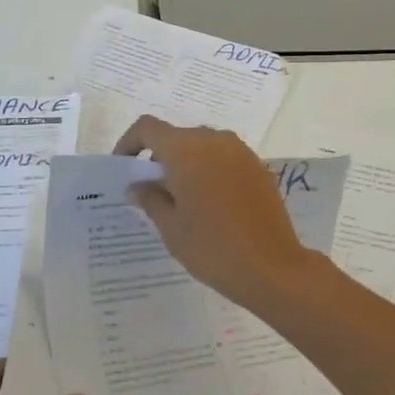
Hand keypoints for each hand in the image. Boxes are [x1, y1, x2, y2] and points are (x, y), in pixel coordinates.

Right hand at [114, 116, 319, 310]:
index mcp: (186, 149)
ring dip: (187, 163)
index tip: (124, 168)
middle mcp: (214, 140)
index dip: (130, 142)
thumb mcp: (171, 227)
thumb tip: (137, 185)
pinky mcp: (258, 166)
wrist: (271, 266)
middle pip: (177, 136)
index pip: (148, 128)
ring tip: (181, 199)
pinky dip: (210, 170)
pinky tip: (210, 203)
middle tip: (151, 190)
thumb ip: (150, 198)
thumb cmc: (212, 246)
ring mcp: (240, 151)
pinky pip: (224, 158)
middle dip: (160, 157)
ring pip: (203, 146)